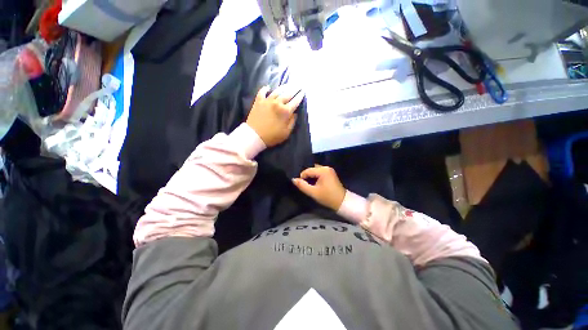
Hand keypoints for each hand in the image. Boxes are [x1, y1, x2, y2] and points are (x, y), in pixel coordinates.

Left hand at [246, 85, 304, 146]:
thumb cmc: (272, 136)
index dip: (300, 96)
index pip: (295, 101)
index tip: (303, 92)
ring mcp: (267, 101)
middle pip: (287, 94)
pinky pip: (262, 92)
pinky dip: (265, 89)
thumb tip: (295, 113)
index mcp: (285, 111)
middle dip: (294, 90)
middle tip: (298, 86)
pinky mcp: (258, 101)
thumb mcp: (286, 132)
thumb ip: (292, 122)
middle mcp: (277, 103)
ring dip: (283, 87)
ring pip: (276, 91)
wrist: (254, 135)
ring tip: (287, 85)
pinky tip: (268, 87)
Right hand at [292, 165, 345, 210]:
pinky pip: (319, 172)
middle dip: (307, 176)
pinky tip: (314, 183)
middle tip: (304, 184)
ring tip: (308, 184)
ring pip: (315, 170)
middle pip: (311, 169)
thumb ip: (302, 185)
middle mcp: (326, 167)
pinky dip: (315, 176)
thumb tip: (293, 179)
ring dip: (311, 176)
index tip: (301, 185)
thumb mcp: (313, 192)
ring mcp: (329, 170)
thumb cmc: (327, 197)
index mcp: (323, 170)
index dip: (302, 177)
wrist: (342, 202)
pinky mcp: (330, 173)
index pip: (307, 170)